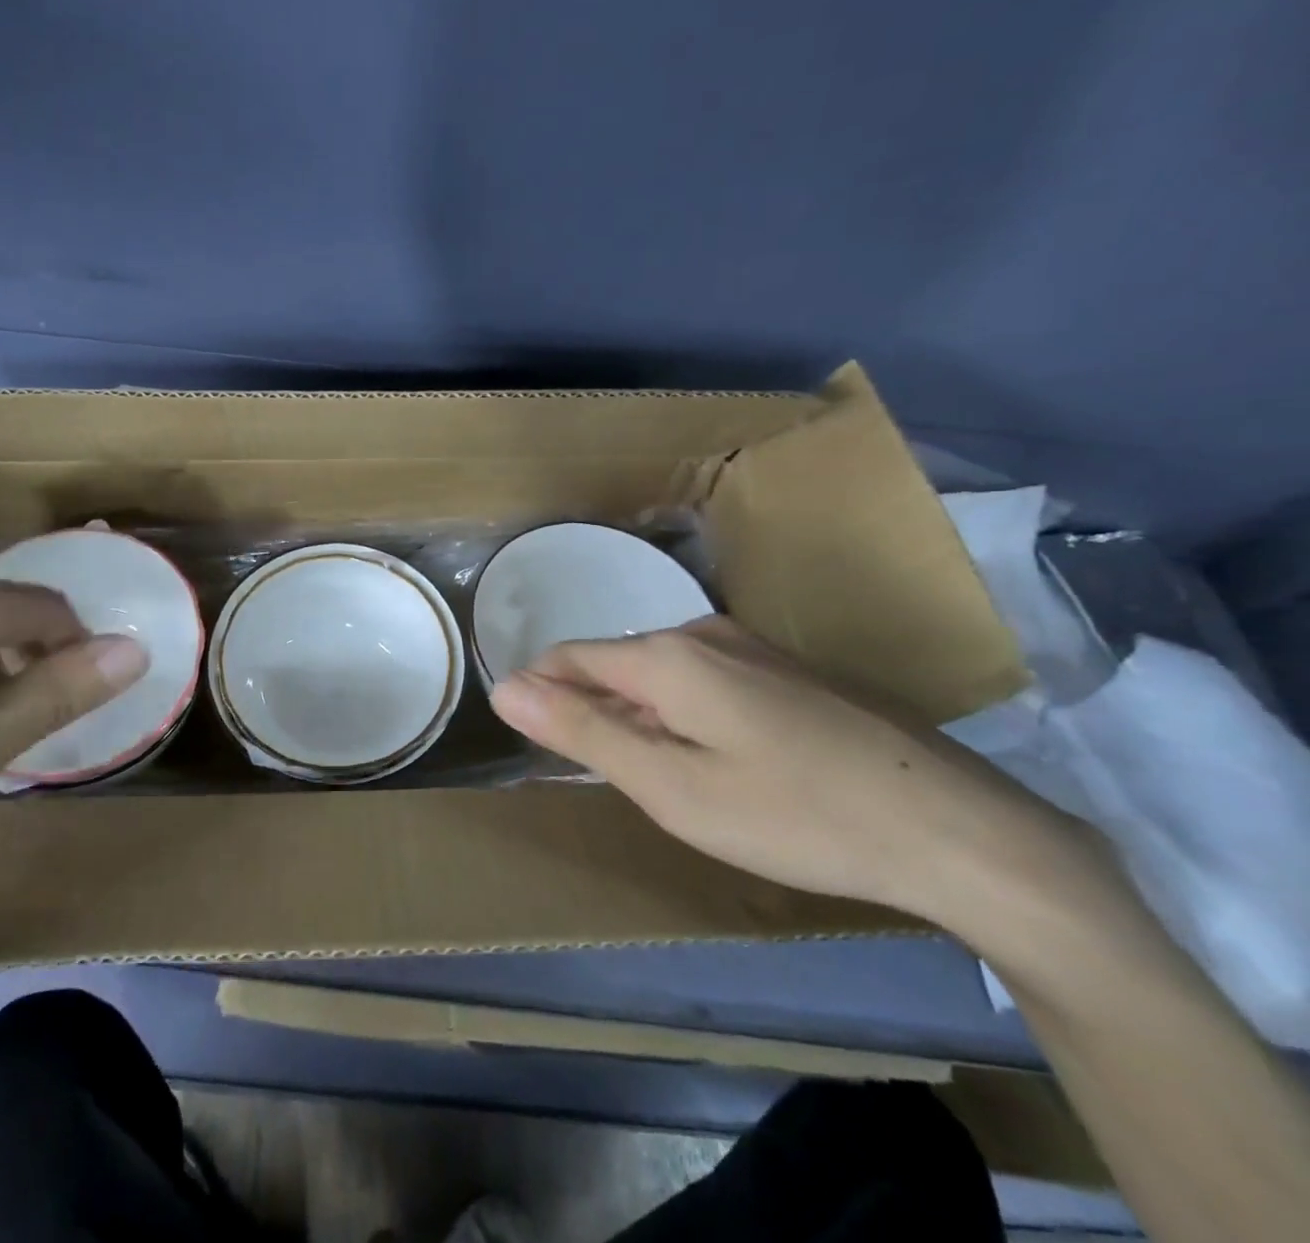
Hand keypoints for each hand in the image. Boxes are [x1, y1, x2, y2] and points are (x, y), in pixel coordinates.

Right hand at [488, 616, 1082, 922]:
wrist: (958, 831)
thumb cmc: (794, 814)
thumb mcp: (671, 786)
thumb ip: (582, 731)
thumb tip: (505, 688)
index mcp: (665, 655)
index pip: (569, 656)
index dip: (541, 694)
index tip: (537, 744)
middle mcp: (703, 633)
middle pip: (615, 662)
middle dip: (591, 708)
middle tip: (603, 777)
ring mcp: (752, 647)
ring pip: (661, 671)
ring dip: (638, 713)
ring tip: (658, 776)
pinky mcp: (789, 670)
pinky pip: (705, 679)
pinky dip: (683, 713)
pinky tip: (717, 762)